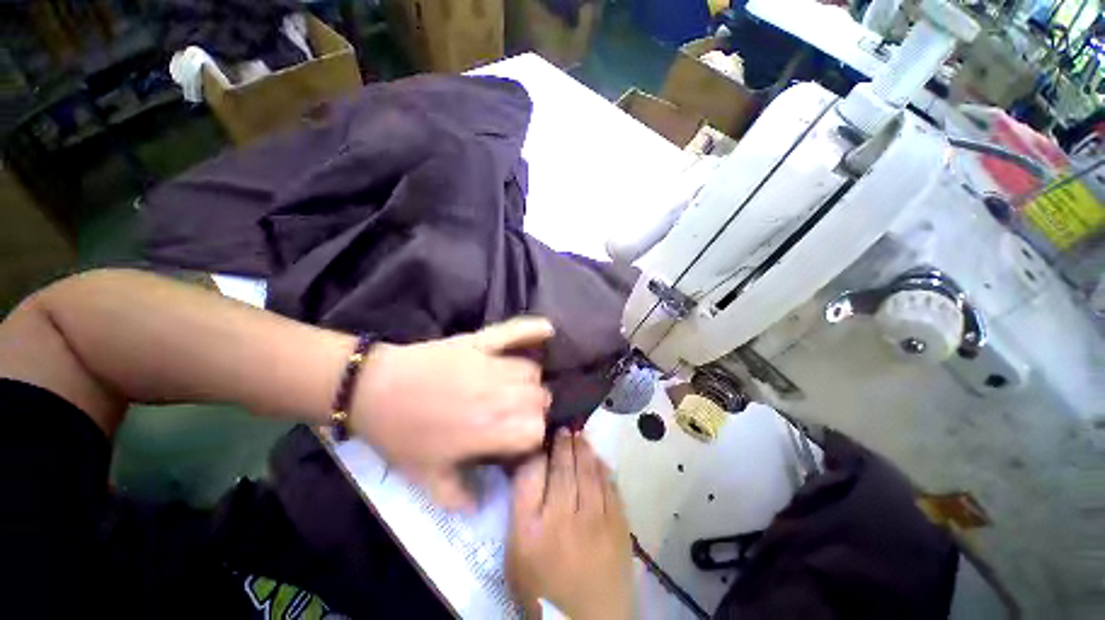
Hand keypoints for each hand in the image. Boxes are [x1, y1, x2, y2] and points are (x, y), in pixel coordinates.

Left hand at [353, 317, 554, 509]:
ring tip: (509, 392)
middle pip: (540, 401)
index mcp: (495, 430)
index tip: (507, 448)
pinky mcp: (475, 341)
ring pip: (531, 372)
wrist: (370, 391)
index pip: (537, 433)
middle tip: (505, 422)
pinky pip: (513, 331)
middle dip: (529, 413)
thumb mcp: (428, 478)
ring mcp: (490, 364)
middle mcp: (502, 395)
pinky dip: (532, 330)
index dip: (525, 442)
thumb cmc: (401, 436)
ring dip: (527, 384)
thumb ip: (459, 498)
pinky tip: (547, 332)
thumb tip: (478, 508)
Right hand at [507, 430, 632, 619]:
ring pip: (589, 475)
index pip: (530, 476)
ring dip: (585, 453)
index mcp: (530, 527)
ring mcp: (595, 519)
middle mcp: (563, 516)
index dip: (534, 452)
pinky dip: (605, 473)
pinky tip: (601, 463)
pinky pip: (611, 490)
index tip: (537, 438)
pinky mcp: (618, 525)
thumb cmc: (543, 594)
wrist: (589, 616)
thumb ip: (520, 522)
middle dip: (563, 445)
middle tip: (564, 427)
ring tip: (581, 436)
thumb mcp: (516, 560)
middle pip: (563, 470)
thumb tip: (526, 490)